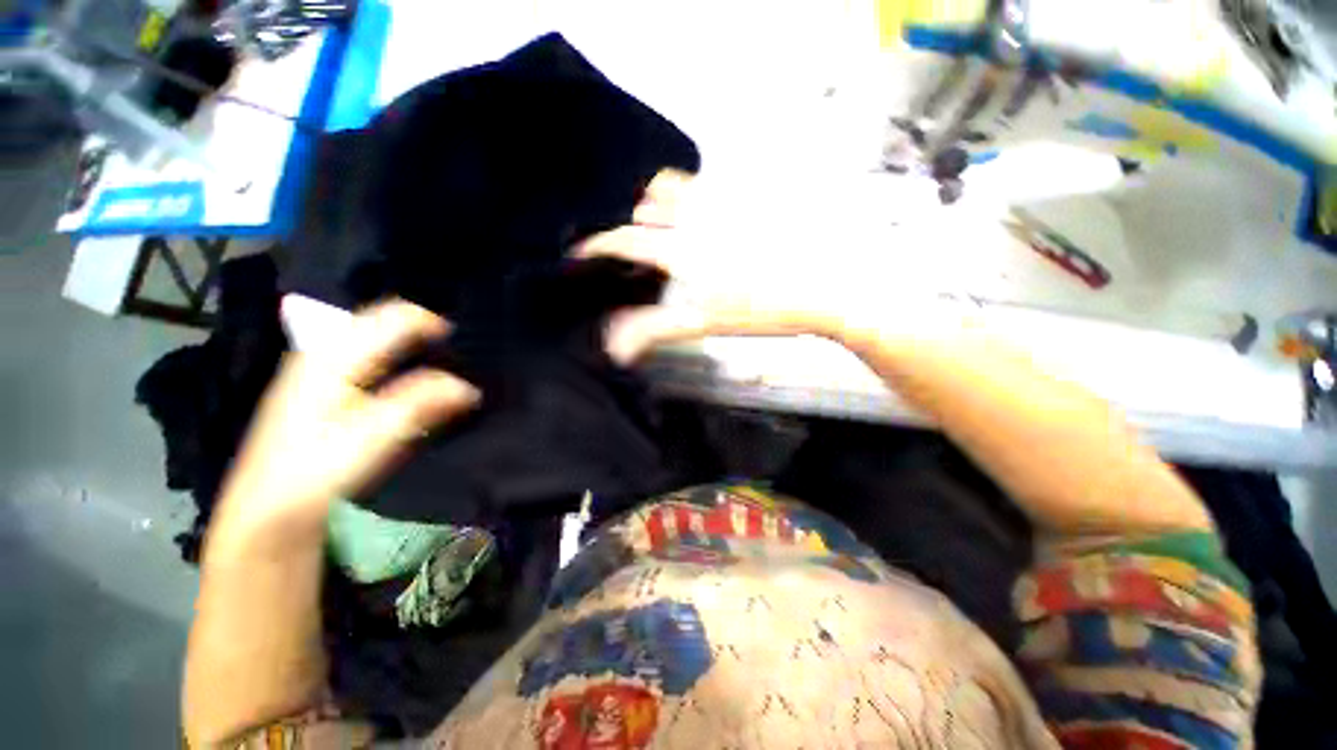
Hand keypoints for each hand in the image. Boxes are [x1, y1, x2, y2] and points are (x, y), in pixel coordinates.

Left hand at [210, 300, 478, 541]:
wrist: (269, 510)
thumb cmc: (317, 471)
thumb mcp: (373, 438)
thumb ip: (420, 405)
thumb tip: (468, 388)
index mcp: (335, 357)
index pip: (393, 317)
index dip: (432, 324)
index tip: (462, 346)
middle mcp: (327, 353)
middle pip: (384, 323)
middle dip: (422, 333)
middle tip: (456, 355)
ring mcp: (321, 370)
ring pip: (377, 339)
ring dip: (411, 346)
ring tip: (441, 364)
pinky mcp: (323, 390)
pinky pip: (370, 359)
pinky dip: (397, 361)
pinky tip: (410, 383)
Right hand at [575, 170, 839, 365]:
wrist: (827, 287)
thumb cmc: (764, 310)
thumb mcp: (706, 324)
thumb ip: (656, 330)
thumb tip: (614, 345)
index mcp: (682, 250)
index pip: (623, 241)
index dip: (595, 245)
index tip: (581, 253)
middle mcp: (696, 215)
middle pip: (643, 205)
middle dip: (630, 224)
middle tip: (631, 246)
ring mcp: (724, 196)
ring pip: (671, 185)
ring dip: (657, 202)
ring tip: (661, 226)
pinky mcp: (748, 189)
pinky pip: (705, 179)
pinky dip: (689, 193)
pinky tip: (699, 215)